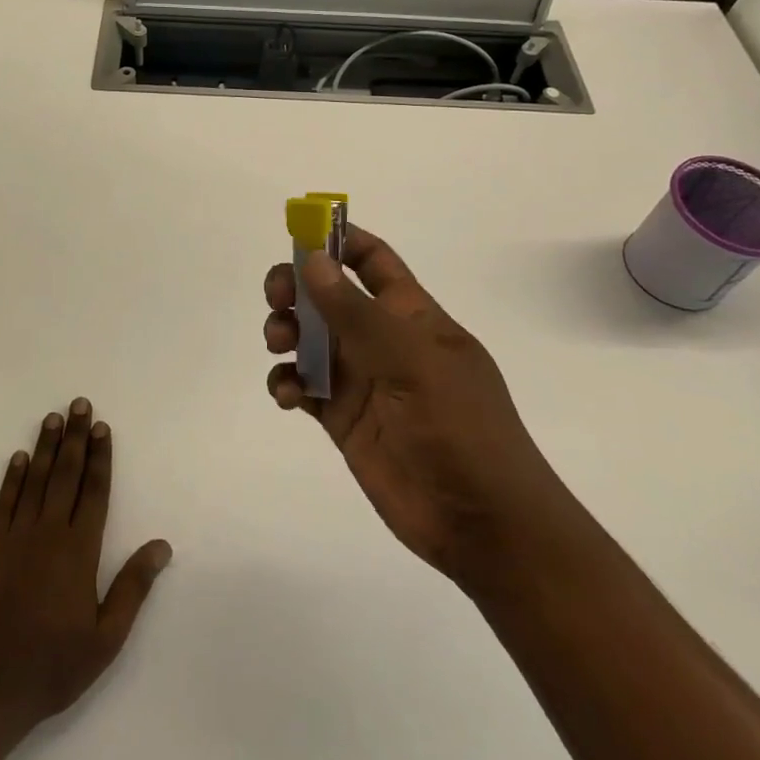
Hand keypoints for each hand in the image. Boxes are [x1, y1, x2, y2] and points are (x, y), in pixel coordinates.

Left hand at [0, 399, 171, 731]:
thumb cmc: (54, 665)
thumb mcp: (106, 637)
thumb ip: (133, 587)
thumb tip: (161, 545)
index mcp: (79, 551)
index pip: (94, 491)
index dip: (100, 457)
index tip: (102, 427)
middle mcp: (49, 534)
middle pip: (65, 475)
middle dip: (75, 437)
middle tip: (79, 404)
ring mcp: (16, 539)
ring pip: (35, 481)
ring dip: (45, 447)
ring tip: (53, 417)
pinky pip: (4, 504)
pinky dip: (12, 479)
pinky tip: (18, 458)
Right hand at [263, 226, 551, 586]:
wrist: (482, 523)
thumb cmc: (460, 428)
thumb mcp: (412, 362)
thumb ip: (357, 312)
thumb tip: (313, 259)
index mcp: (411, 315)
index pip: (372, 261)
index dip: (338, 241)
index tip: (298, 236)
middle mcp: (382, 340)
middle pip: (328, 295)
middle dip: (296, 288)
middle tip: (277, 298)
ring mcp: (360, 380)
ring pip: (308, 338)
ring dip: (286, 331)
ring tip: (280, 345)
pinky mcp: (341, 419)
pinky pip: (303, 386)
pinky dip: (287, 382)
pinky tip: (288, 396)